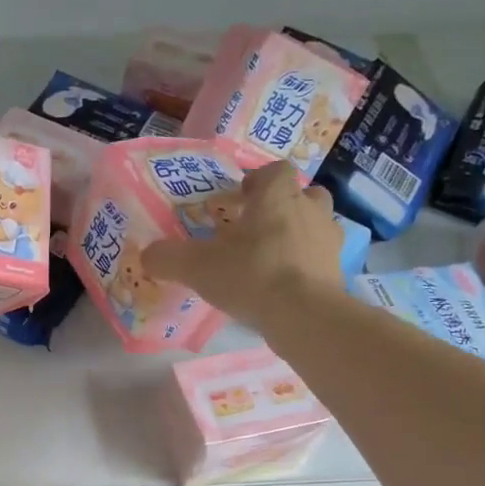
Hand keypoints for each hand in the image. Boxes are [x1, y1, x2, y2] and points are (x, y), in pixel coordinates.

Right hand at [142, 162, 344, 333]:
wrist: (303, 315)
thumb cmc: (250, 274)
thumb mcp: (196, 266)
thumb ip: (167, 257)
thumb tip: (146, 254)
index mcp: (276, 197)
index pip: (274, 171)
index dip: (258, 180)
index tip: (240, 198)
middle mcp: (308, 210)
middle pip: (304, 194)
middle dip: (284, 205)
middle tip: (259, 226)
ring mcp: (328, 240)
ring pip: (317, 224)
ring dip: (299, 232)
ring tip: (273, 255)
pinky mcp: (338, 270)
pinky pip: (321, 258)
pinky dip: (306, 264)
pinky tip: (286, 284)